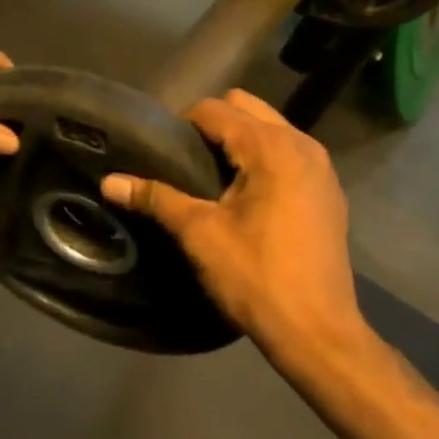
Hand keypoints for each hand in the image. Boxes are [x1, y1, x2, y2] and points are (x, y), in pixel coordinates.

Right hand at [100, 90, 363, 355]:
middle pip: (246, 107)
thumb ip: (156, 198)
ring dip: (241, 140)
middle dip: (214, 125)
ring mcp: (322, 166)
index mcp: (270, 147)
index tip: (163, 152)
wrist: (317, 331)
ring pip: (271, 127)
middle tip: (188, 162)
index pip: (215, 110)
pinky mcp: (330, 189)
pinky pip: (290, 152)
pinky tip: (250, 196)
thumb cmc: (256, 276)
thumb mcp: (199, 234)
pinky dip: (266, 159)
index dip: (183, 124)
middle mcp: (301, 144)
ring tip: (215, 178)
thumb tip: (109, 182)